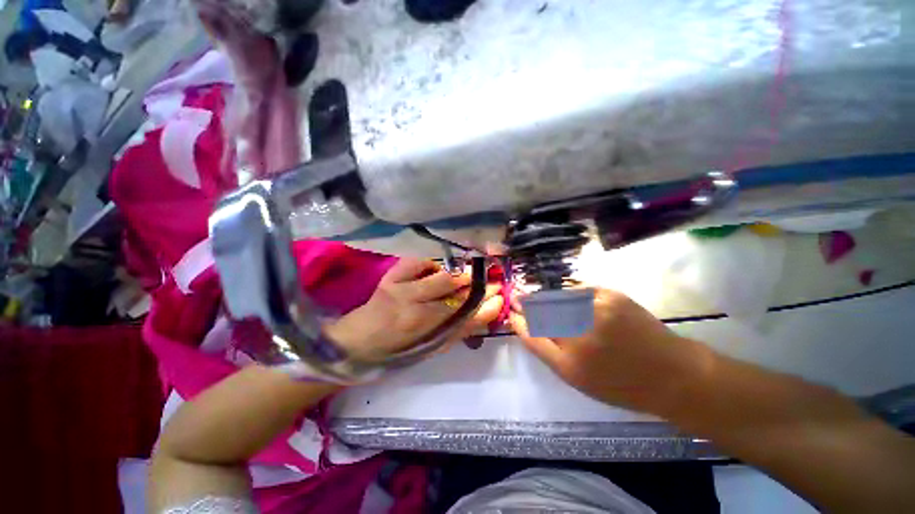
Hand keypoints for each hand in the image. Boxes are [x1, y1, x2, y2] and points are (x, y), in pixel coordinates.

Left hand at [326, 258, 503, 360]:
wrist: (357, 341)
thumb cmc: (397, 350)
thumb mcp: (429, 349)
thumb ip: (457, 332)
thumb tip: (483, 315)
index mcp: (426, 335)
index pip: (466, 318)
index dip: (486, 306)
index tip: (500, 297)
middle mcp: (415, 312)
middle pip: (458, 295)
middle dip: (479, 286)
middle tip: (492, 280)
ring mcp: (401, 290)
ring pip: (442, 278)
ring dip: (460, 274)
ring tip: (469, 273)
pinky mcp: (390, 277)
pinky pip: (418, 263)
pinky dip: (431, 264)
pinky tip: (435, 269)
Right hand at [510, 288, 710, 413]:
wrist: (671, 373)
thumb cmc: (618, 383)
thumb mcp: (573, 375)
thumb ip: (540, 347)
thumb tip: (518, 321)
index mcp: (570, 354)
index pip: (532, 325)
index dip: (520, 314)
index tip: (513, 309)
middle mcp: (581, 326)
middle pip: (542, 306)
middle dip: (529, 302)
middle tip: (522, 302)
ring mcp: (598, 306)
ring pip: (559, 295)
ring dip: (547, 297)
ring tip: (547, 303)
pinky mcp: (612, 294)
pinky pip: (579, 289)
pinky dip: (569, 293)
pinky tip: (570, 301)